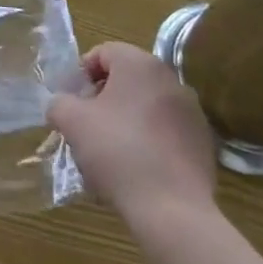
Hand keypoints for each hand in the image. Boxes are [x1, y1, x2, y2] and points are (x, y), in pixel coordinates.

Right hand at [49, 41, 216, 221]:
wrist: (172, 210)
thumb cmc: (117, 152)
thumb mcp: (72, 122)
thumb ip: (59, 102)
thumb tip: (62, 104)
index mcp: (139, 64)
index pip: (103, 53)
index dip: (81, 74)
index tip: (72, 102)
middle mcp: (170, 79)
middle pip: (127, 78)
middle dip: (103, 98)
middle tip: (87, 125)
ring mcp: (192, 112)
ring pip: (147, 105)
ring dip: (126, 119)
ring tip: (110, 150)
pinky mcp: (203, 143)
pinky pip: (167, 130)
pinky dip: (150, 140)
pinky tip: (137, 167)